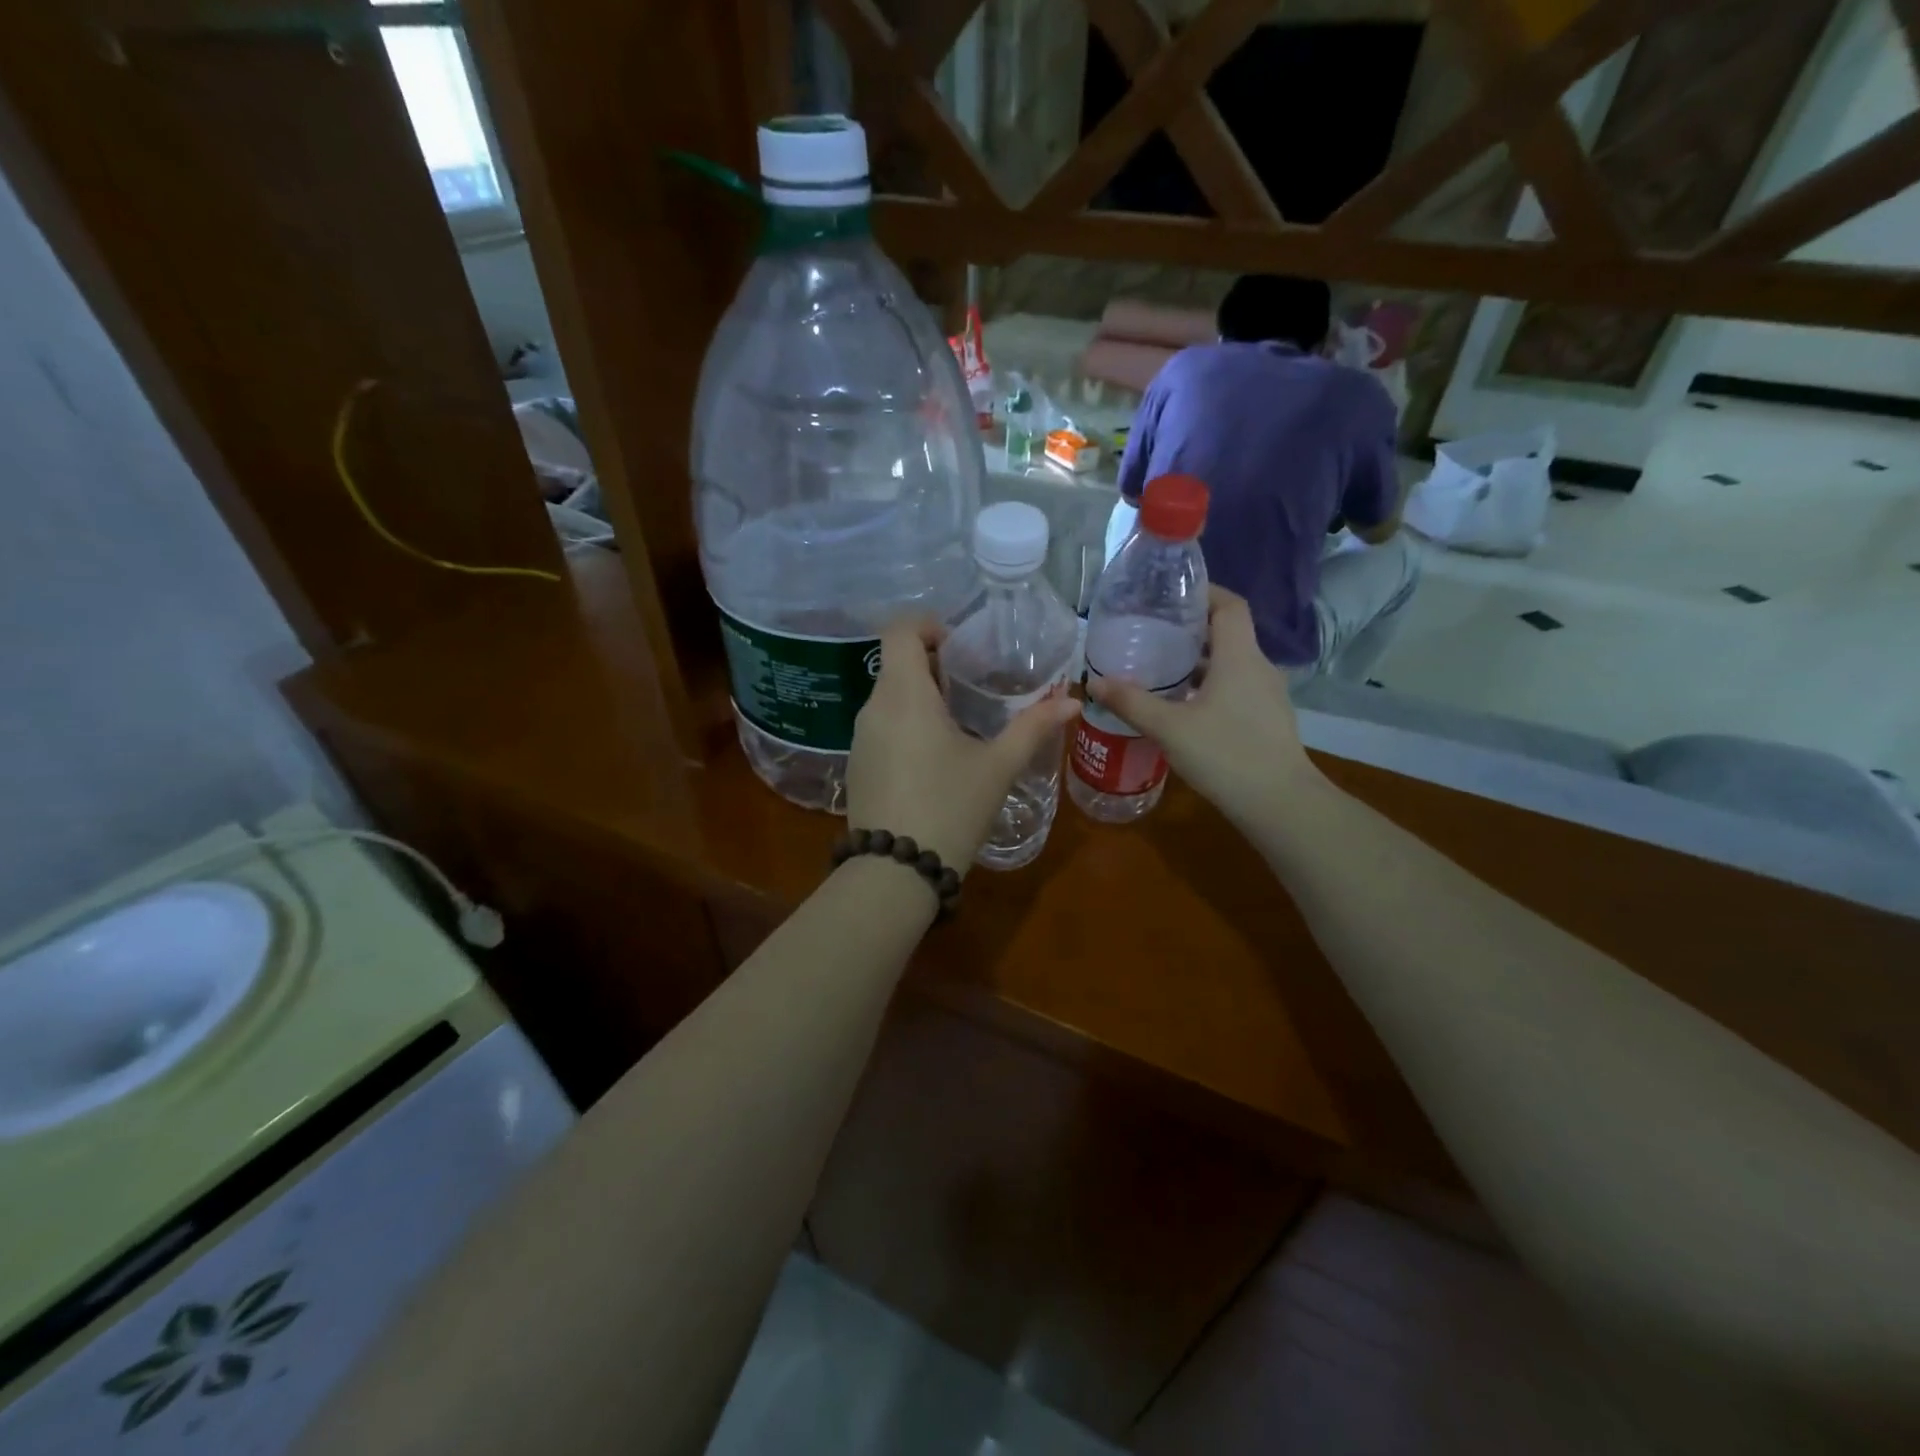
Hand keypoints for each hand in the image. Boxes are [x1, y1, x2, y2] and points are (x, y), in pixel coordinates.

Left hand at [846, 619, 1081, 873]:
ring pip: (889, 696)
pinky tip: (935, 757)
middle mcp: (873, 708)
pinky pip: (882, 726)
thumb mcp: (997, 766)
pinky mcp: (857, 765)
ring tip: (960, 722)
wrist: (896, 872)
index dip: (928, 626)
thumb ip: (1033, 728)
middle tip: (973, 685)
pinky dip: (907, 724)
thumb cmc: (950, 808)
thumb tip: (1073, 703)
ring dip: (921, 696)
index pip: (899, 631)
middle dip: (934, 665)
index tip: (960, 647)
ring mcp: (860, 738)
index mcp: (904, 695)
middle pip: (896, 663)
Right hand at [1085, 586, 1323, 829]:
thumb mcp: (1169, 728)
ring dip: (1198, 662)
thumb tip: (1094, 681)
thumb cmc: (1225, 754)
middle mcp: (1258, 667)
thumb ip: (1131, 702)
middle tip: (1151, 634)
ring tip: (1159, 670)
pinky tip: (1182, 707)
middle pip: (1227, 633)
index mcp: (1239, 656)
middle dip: (1190, 630)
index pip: (1229, 605)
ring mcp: (1267, 695)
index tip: (1170, 596)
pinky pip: (1235, 688)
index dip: (1203, 593)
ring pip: (1230, 664)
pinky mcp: (1267, 720)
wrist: (1280, 804)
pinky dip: (1209, 686)